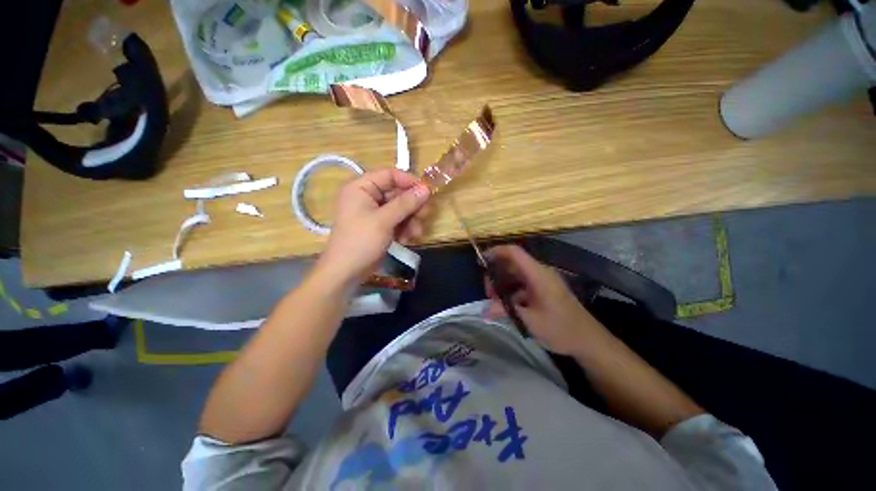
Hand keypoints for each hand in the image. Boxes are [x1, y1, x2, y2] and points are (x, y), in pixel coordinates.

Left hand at [315, 169, 431, 287]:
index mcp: (361, 187)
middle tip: (425, 216)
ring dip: (411, 220)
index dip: (409, 181)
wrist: (346, 272)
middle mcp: (367, 196)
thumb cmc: (361, 241)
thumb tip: (426, 189)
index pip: (390, 175)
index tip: (427, 192)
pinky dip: (405, 228)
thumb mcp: (384, 220)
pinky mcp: (380, 226)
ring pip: (401, 208)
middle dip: (412, 206)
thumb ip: (406, 203)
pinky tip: (407, 240)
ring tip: (415, 233)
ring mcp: (374, 212)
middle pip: (398, 193)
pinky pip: (398, 220)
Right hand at [484, 245, 609, 355]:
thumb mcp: (530, 321)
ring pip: (516, 275)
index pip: (514, 252)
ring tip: (496, 302)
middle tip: (489, 294)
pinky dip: (512, 292)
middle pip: (512, 264)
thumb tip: (483, 311)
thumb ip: (505, 311)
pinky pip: (523, 285)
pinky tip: (508, 307)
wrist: (589, 341)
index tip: (481, 261)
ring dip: (503, 285)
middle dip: (496, 275)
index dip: (496, 252)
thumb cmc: (561, 329)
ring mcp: (542, 282)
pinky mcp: (544, 290)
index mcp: (538, 274)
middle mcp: (540, 273)